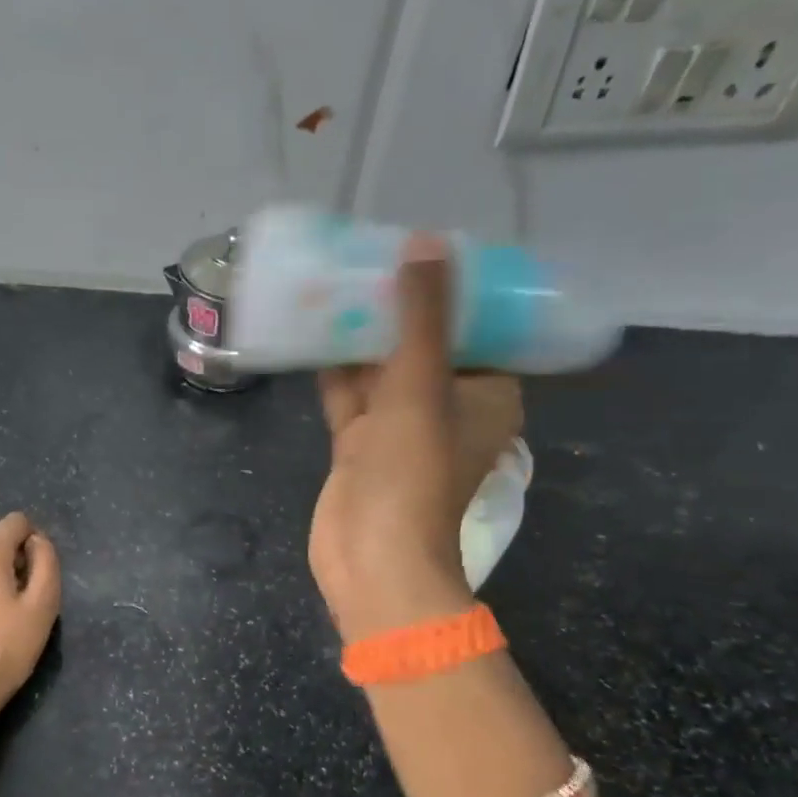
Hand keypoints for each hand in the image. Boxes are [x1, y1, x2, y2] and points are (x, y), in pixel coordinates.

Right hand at [309, 233, 522, 641]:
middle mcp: (448, 408)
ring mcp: (401, 429)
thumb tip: (426, 240)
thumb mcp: (421, 382)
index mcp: (486, 394)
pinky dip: (334, 368)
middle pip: (425, 344)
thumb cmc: (412, 469)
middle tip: (369, 257)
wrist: (371, 556)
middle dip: (397, 306)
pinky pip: (350, 395)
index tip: (425, 250)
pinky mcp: (361, 445)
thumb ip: (422, 313)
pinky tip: (310, 329)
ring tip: (333, 282)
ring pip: (381, 370)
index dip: (454, 289)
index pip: (478, 329)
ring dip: (360, 335)